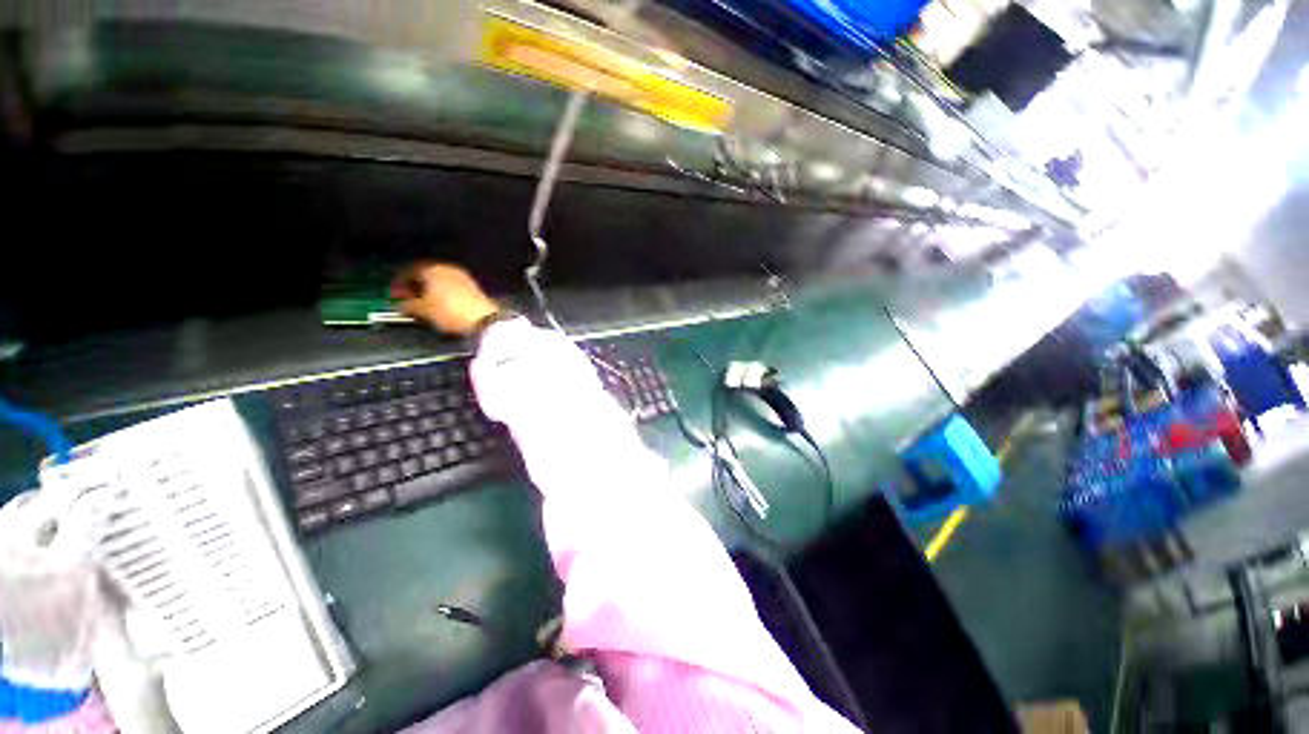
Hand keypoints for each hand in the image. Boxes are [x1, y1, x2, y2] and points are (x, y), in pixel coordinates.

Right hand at [391, 262, 500, 335]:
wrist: (483, 320)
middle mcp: (448, 268)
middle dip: (415, 286)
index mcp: (432, 268)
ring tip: (423, 305)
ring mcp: (463, 277)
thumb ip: (408, 305)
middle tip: (407, 299)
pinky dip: (443, 294)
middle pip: (426, 274)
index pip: (409, 271)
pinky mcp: (474, 288)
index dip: (399, 283)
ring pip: (440, 281)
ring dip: (430, 291)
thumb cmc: (449, 312)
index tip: (394, 294)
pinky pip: (452, 288)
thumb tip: (402, 305)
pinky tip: (441, 306)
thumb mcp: (423, 310)